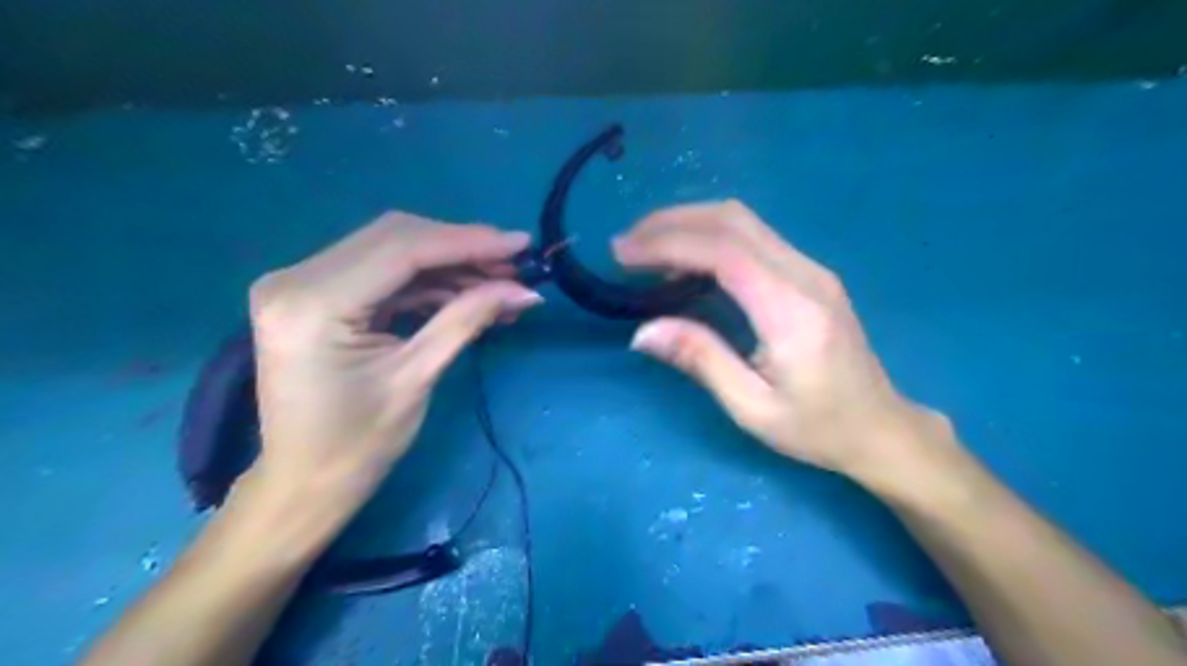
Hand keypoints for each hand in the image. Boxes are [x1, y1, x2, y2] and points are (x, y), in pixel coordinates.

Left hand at [246, 212, 540, 519]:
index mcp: (313, 303)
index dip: (468, 242)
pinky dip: (427, 282)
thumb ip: (467, 320)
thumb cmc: (357, 445)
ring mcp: (301, 283)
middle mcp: (295, 278)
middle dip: (461, 248)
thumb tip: (525, 291)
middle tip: (513, 266)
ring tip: (499, 286)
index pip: (402, 250)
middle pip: (395, 238)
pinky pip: (382, 274)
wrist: (303, 484)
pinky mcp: (315, 295)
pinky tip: (466, 295)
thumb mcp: (417, 377)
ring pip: (391, 251)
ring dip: (449, 265)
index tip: (520, 243)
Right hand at [612, 200, 951, 487]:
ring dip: (688, 224)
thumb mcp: (752, 408)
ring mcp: (811, 269)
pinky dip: (709, 238)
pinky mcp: (808, 273)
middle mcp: (806, 275)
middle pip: (732, 220)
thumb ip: (700, 360)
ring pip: (742, 221)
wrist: (880, 427)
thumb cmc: (817, 427)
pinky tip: (684, 261)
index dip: (668, 244)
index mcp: (792, 311)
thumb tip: (643, 332)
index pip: (724, 253)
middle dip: (671, 222)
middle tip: (626, 245)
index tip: (623, 253)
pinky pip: (752, 237)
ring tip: (645, 248)